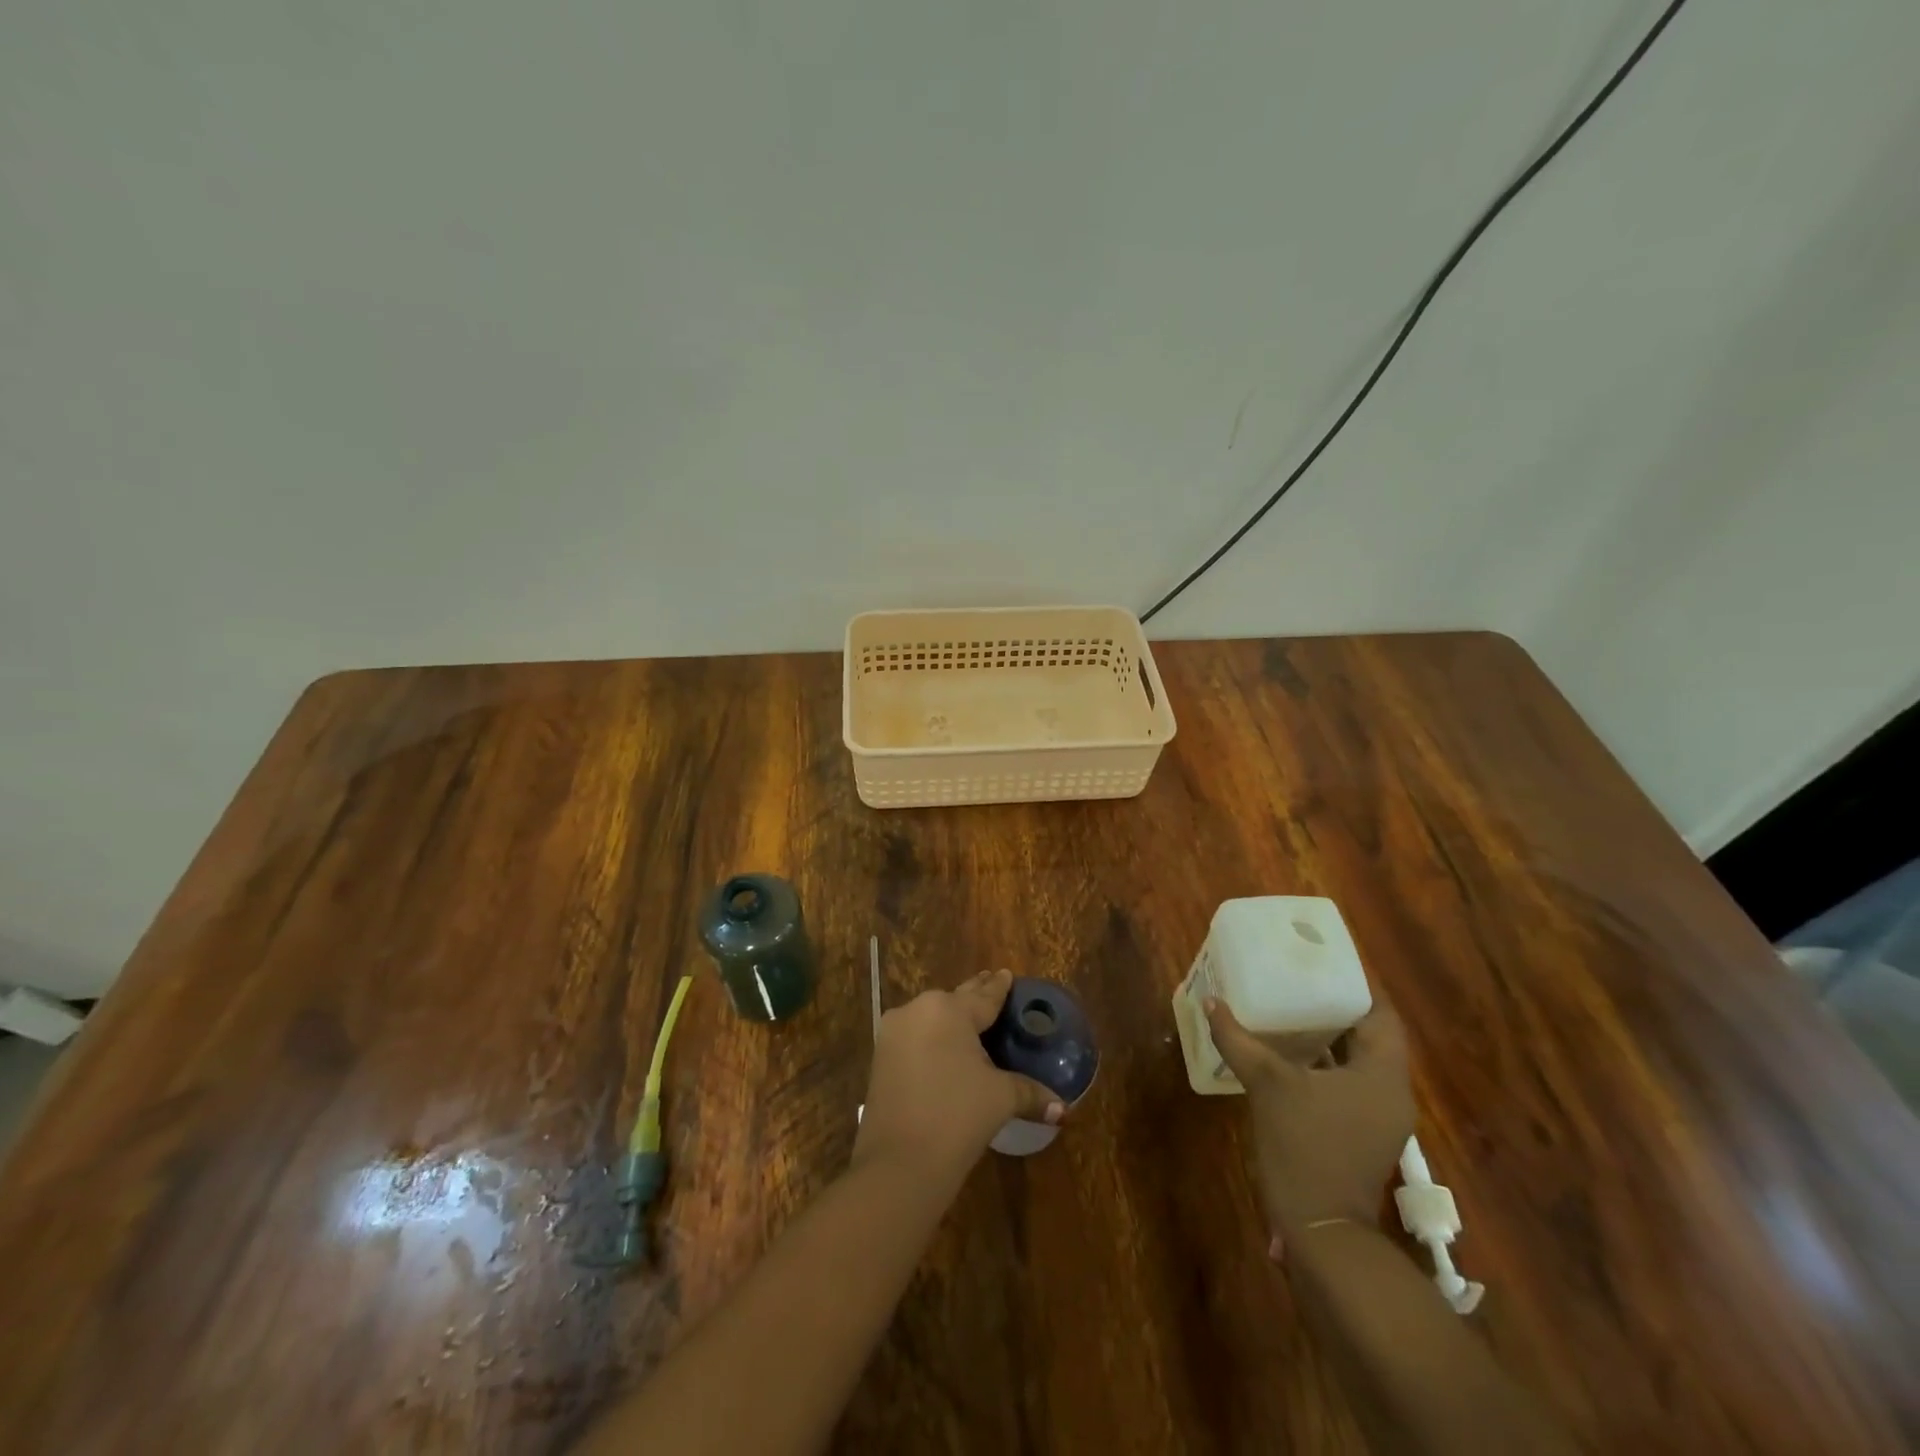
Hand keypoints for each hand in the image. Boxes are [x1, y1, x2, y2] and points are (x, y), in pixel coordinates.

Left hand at [854, 969, 1062, 1186]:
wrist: (899, 1163)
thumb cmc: (957, 1117)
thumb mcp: (999, 1099)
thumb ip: (1030, 1093)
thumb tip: (1062, 1108)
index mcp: (949, 1010)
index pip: (983, 996)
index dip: (999, 987)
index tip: (1007, 973)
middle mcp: (918, 1010)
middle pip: (955, 1001)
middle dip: (974, 997)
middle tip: (992, 986)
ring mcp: (894, 1032)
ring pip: (931, 1017)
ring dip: (951, 1019)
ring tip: (971, 1020)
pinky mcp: (881, 1057)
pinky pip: (914, 1036)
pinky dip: (932, 1038)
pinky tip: (944, 1047)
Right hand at [1205, 990, 1413, 1257]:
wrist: (1322, 1231)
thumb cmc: (1305, 1148)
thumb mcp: (1268, 1086)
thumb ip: (1240, 1041)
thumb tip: (1212, 1003)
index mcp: (1382, 1073)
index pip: (1382, 1014)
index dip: (1358, 985)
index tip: (1326, 961)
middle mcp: (1390, 1091)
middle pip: (1371, 1035)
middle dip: (1337, 1006)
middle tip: (1299, 979)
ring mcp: (1378, 1117)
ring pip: (1358, 1060)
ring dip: (1330, 1036)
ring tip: (1291, 1007)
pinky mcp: (1361, 1134)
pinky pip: (1348, 1083)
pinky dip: (1325, 1063)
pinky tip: (1289, 1055)